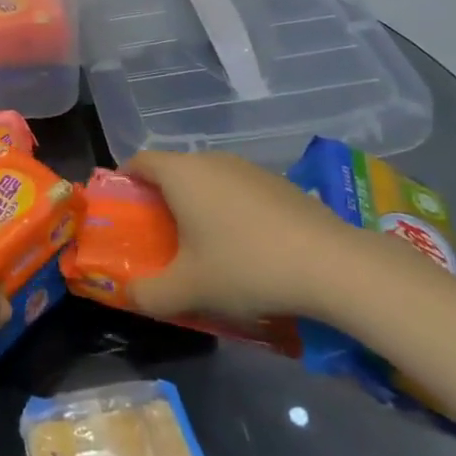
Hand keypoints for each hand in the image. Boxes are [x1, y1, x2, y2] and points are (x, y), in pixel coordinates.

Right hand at [123, 151, 360, 324]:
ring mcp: (248, 169)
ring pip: (208, 181)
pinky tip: (246, 248)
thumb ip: (149, 294)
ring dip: (198, 206)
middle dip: (161, 199)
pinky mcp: (279, 184)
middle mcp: (211, 160)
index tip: (123, 210)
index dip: (125, 181)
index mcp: (181, 174)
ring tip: (203, 247)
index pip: (139, 161)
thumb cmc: (245, 266)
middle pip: (173, 171)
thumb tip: (130, 295)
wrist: (332, 265)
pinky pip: (238, 191)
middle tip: (159, 236)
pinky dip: (230, 211)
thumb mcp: (189, 289)